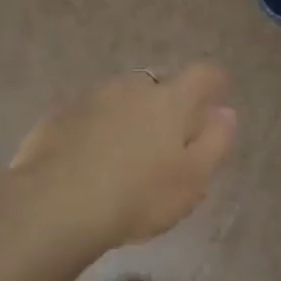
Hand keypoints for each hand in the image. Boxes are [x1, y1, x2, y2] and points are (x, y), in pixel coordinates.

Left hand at [12, 63, 237, 249]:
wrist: (54, 205)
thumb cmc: (137, 196)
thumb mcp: (192, 179)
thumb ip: (215, 143)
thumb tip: (225, 113)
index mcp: (169, 101)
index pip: (202, 75)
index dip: (214, 83)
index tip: (218, 97)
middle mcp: (130, 89)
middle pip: (158, 84)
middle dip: (167, 102)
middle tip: (168, 137)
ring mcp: (89, 99)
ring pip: (119, 98)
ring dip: (128, 115)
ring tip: (126, 152)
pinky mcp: (57, 118)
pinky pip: (87, 116)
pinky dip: (96, 129)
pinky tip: (90, 159)